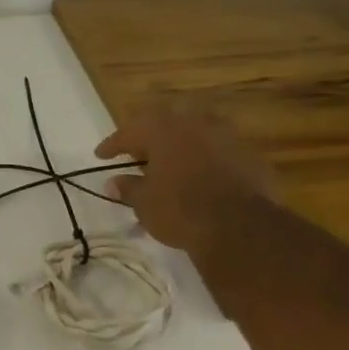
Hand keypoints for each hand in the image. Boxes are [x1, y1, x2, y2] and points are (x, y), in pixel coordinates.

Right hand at [96, 98, 275, 254]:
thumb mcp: (144, 203)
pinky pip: (216, 150)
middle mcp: (194, 123)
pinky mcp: (248, 154)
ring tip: (167, 165)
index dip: (112, 144)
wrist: (241, 226)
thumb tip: (112, 183)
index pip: (129, 131)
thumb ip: (127, 188)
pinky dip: (202, 159)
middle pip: (164, 124)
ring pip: (194, 134)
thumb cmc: (180, 209)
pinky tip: (197, 176)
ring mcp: (226, 135)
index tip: (101, 155)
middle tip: (136, 155)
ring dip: (178, 146)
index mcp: (163, 129)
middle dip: (147, 138)